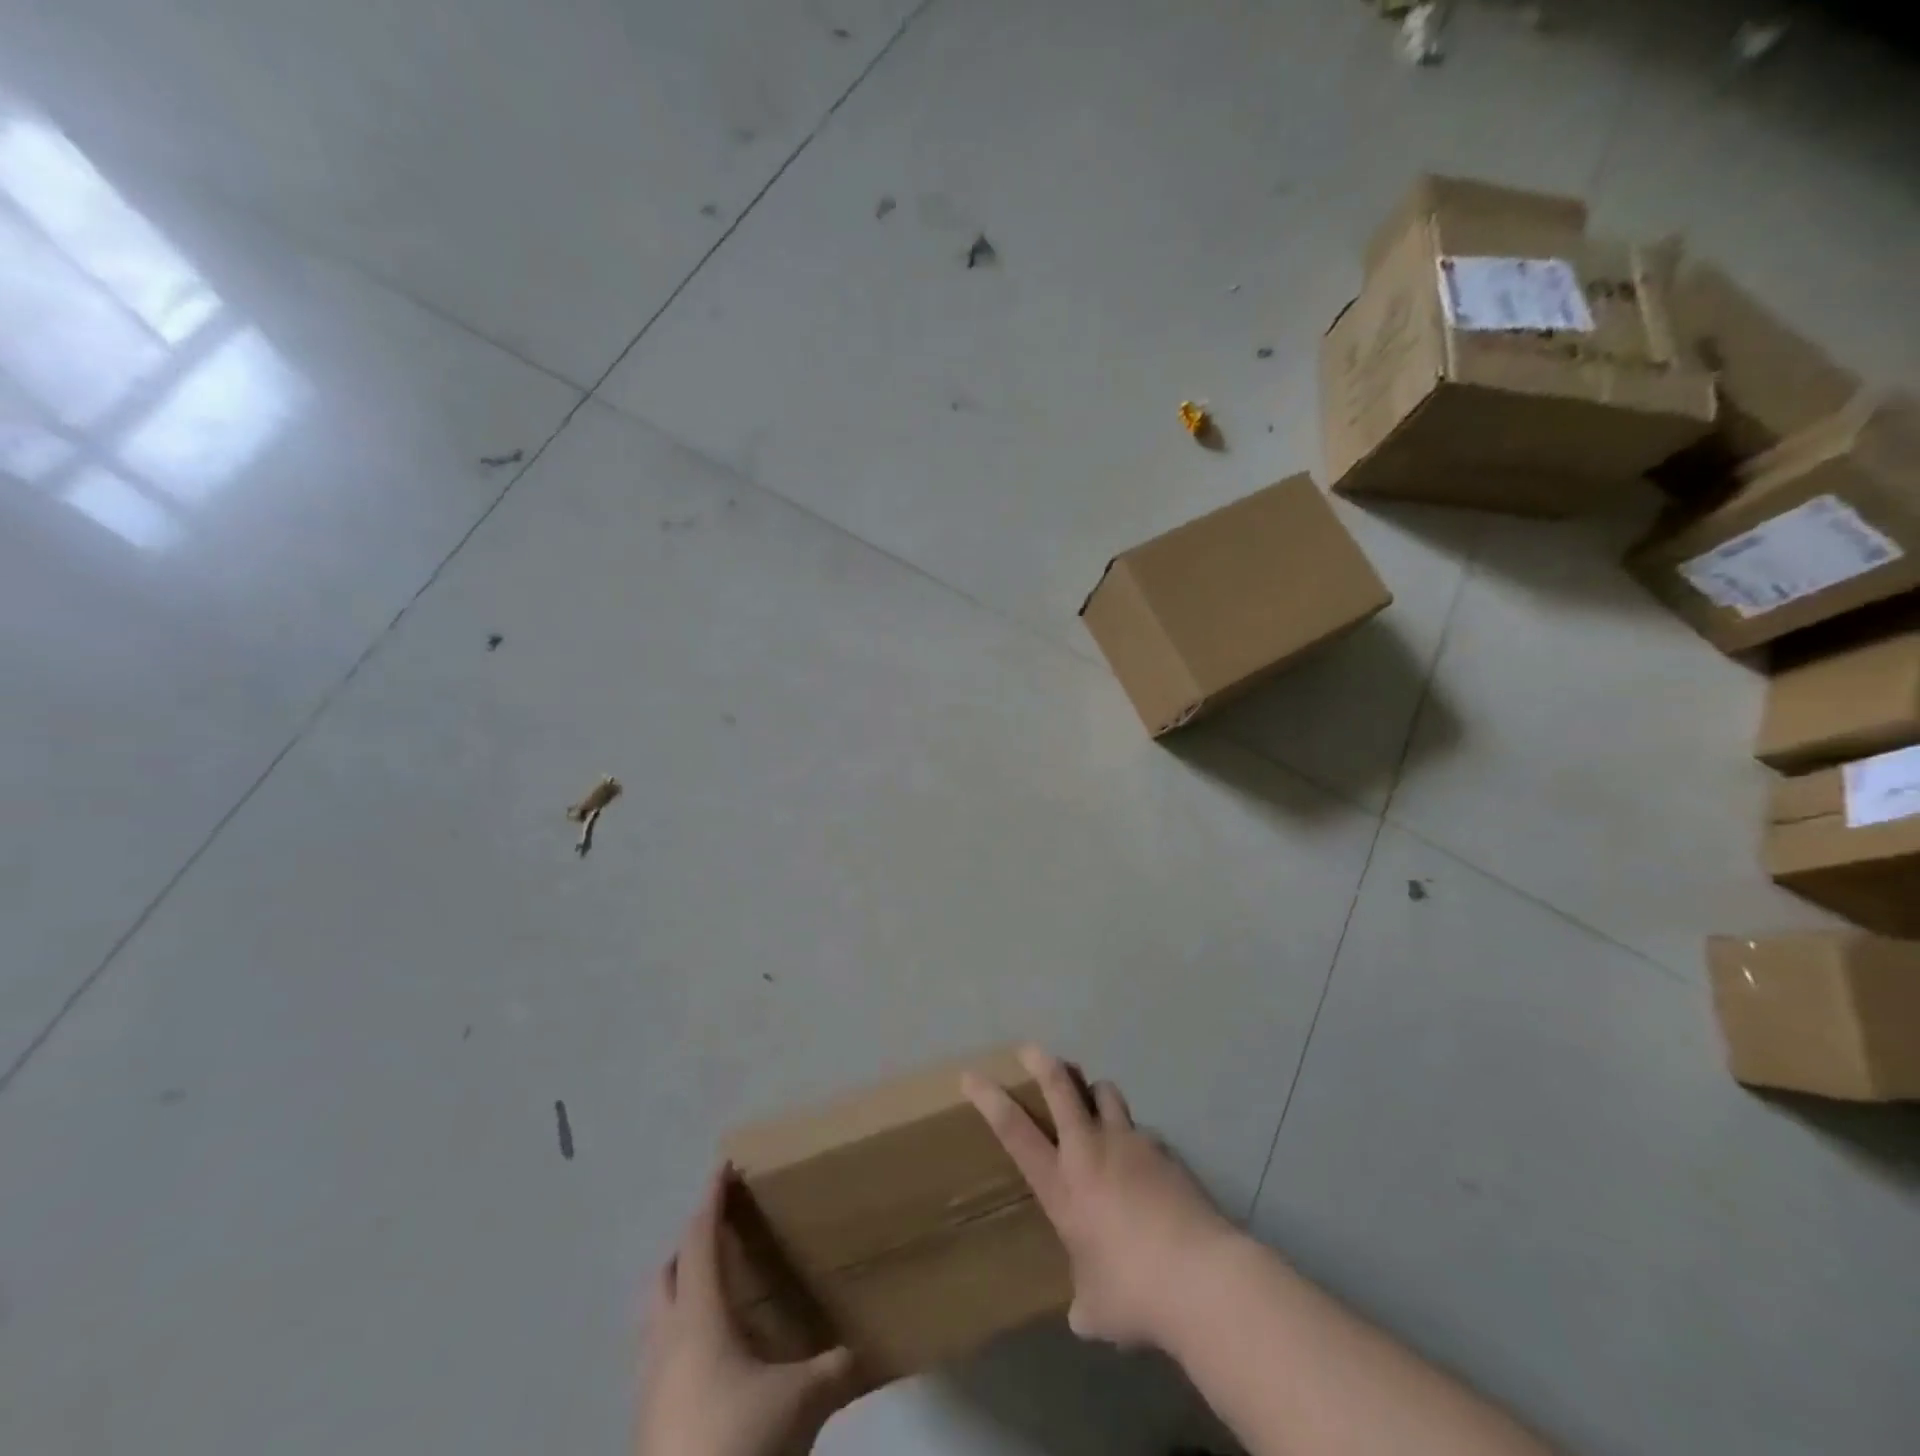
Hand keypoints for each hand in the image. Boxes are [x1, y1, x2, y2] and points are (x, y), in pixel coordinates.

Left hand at [635, 1167, 861, 1455]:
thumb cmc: (738, 1441)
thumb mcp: (801, 1402)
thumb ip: (836, 1368)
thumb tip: (870, 1349)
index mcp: (698, 1316)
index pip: (700, 1239)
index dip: (712, 1200)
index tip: (724, 1166)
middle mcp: (666, 1340)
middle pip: (667, 1273)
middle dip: (690, 1245)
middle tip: (723, 1233)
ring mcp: (648, 1385)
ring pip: (656, 1318)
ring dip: (680, 1293)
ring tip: (717, 1293)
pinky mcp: (646, 1425)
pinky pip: (658, 1358)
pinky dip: (679, 1338)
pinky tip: (710, 1361)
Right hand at [961, 1045, 1235, 1350]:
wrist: (1200, 1276)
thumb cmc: (1133, 1292)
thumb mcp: (1096, 1308)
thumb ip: (1084, 1299)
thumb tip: (1083, 1313)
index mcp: (1062, 1184)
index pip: (1014, 1130)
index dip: (989, 1099)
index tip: (971, 1076)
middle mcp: (1091, 1151)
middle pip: (1061, 1087)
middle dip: (1042, 1063)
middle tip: (1031, 1050)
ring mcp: (1130, 1143)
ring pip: (1105, 1094)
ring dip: (1094, 1091)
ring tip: (1095, 1101)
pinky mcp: (1164, 1150)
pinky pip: (1142, 1132)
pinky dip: (1135, 1139)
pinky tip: (1145, 1167)